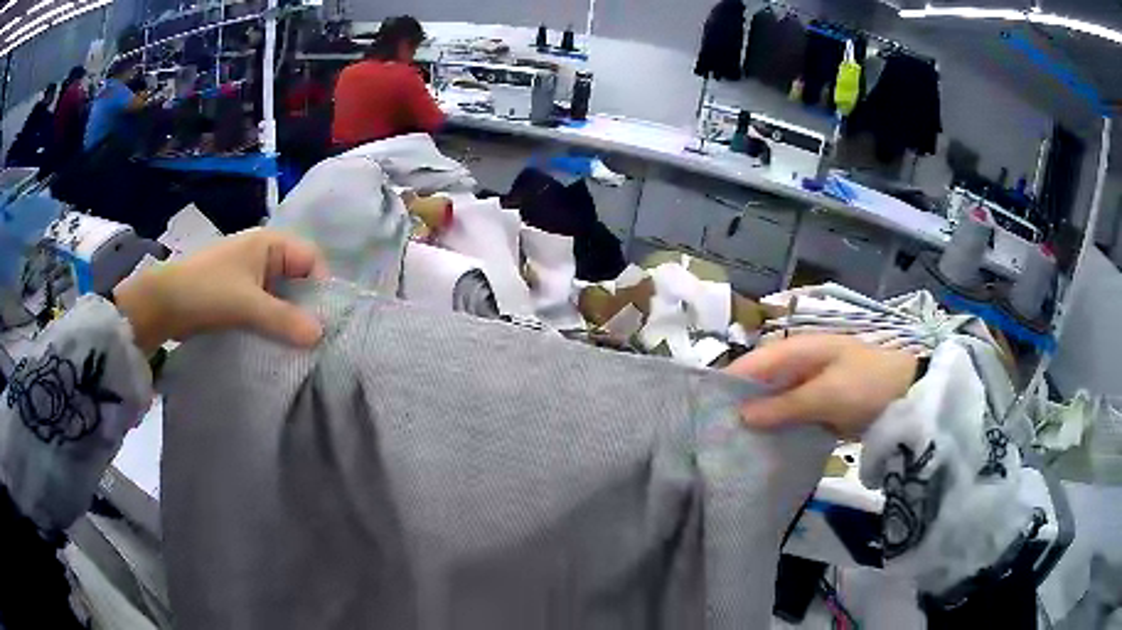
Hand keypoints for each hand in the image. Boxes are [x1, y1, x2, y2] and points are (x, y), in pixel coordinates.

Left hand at [113, 228, 327, 354]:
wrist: (164, 303)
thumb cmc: (207, 291)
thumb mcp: (247, 305)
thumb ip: (284, 319)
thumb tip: (320, 335)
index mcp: (270, 243)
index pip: (311, 259)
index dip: (322, 287)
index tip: (325, 322)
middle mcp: (263, 253)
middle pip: (298, 277)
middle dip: (306, 306)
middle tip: (313, 338)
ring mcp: (249, 273)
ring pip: (281, 294)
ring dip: (288, 317)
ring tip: (296, 345)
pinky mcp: (238, 293)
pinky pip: (265, 305)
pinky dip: (271, 321)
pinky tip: (274, 341)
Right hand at [726, 335, 917, 437]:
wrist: (907, 397)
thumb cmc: (865, 385)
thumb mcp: (826, 394)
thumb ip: (784, 405)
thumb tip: (741, 416)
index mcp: (799, 349)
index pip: (753, 362)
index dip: (729, 383)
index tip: (704, 412)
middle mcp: (799, 364)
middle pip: (760, 382)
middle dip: (740, 405)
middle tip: (715, 436)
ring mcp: (809, 386)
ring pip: (773, 401)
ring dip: (758, 420)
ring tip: (732, 446)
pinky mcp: (818, 406)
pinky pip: (790, 416)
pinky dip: (777, 429)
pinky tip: (763, 448)